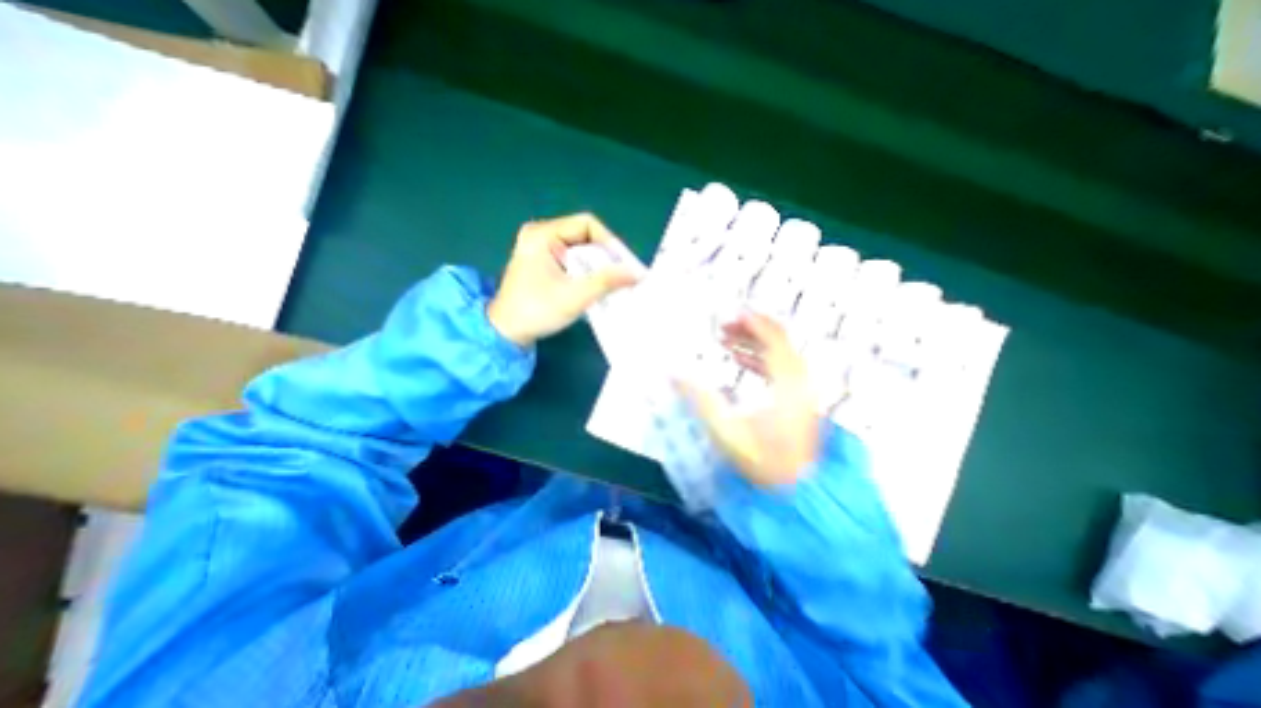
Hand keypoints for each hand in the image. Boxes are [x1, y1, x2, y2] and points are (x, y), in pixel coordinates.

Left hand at [483, 216, 640, 348]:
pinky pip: (572, 260)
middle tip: (622, 276)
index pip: (587, 224)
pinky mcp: (542, 263)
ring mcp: (540, 249)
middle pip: (584, 236)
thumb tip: (635, 273)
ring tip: (612, 283)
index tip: (624, 265)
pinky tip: (596, 286)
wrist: (506, 333)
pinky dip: (586, 272)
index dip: (610, 242)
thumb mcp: (575, 296)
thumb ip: (606, 282)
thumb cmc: (537, 311)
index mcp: (542, 234)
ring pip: (580, 250)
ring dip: (597, 266)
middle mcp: (540, 235)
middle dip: (605, 256)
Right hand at [674, 311, 824, 486]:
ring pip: (781, 352)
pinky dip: (761, 359)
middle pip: (779, 340)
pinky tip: (740, 360)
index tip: (730, 313)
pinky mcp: (801, 399)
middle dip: (750, 329)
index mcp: (788, 382)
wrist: (796, 492)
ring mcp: (804, 390)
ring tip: (727, 340)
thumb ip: (698, 397)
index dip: (752, 322)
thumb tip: (671, 372)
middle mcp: (801, 380)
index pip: (773, 338)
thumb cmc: (761, 460)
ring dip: (755, 343)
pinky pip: (782, 367)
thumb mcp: (725, 428)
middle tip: (724, 325)